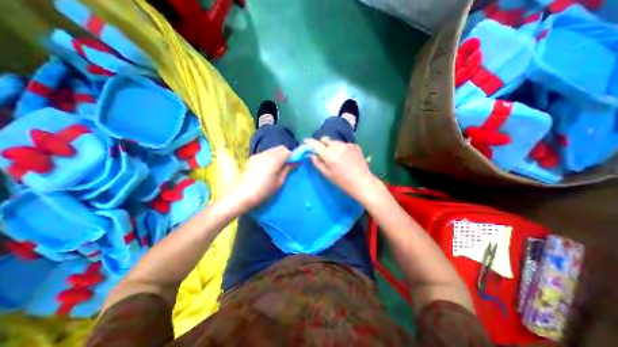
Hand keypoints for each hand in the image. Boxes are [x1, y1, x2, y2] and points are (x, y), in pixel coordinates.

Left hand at [237, 146, 293, 207]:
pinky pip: (264, 154)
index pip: (287, 151)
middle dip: (285, 155)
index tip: (294, 164)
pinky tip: (267, 169)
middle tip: (287, 166)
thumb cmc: (263, 190)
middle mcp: (266, 153)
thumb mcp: (279, 182)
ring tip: (277, 168)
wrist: (241, 195)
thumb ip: (287, 170)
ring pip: (272, 151)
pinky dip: (269, 158)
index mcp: (274, 159)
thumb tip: (294, 162)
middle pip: (280, 148)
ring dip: (277, 156)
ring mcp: (257, 155)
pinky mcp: (251, 159)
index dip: (293, 156)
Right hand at [304, 137, 376, 201]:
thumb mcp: (327, 174)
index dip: (309, 142)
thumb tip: (310, 154)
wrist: (363, 182)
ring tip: (336, 157)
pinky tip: (346, 158)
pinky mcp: (355, 145)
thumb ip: (317, 163)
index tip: (306, 141)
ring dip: (332, 146)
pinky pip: (344, 144)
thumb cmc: (342, 182)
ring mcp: (347, 145)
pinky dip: (341, 149)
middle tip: (323, 153)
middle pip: (326, 140)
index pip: (316, 144)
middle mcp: (338, 146)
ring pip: (335, 142)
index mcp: (329, 155)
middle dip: (322, 144)